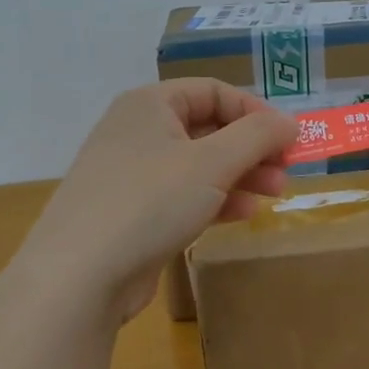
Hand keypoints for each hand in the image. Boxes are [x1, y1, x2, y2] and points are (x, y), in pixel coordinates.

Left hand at [17, 80, 298, 322]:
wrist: (78, 276)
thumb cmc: (149, 202)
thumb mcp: (213, 162)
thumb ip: (257, 136)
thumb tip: (290, 123)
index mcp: (150, 105)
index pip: (214, 92)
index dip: (255, 112)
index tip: (289, 139)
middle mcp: (138, 132)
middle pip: (208, 128)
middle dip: (252, 148)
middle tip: (286, 171)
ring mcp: (133, 174)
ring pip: (199, 165)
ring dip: (240, 175)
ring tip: (274, 194)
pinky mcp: (133, 213)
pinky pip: (183, 195)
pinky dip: (216, 199)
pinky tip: (243, 214)